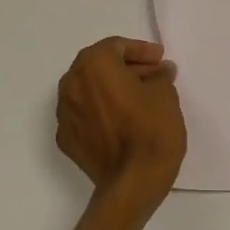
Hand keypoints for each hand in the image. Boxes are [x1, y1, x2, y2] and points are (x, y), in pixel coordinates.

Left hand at [56, 37, 186, 209]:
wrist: (133, 182)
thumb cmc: (151, 129)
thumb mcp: (165, 94)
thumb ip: (159, 75)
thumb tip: (158, 72)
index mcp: (94, 65)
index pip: (116, 47)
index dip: (141, 50)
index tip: (160, 60)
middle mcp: (71, 84)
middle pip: (98, 66)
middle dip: (125, 67)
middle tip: (152, 76)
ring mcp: (64, 114)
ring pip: (88, 90)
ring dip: (111, 89)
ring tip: (139, 99)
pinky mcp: (66, 139)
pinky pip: (84, 115)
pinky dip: (101, 112)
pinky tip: (122, 122)